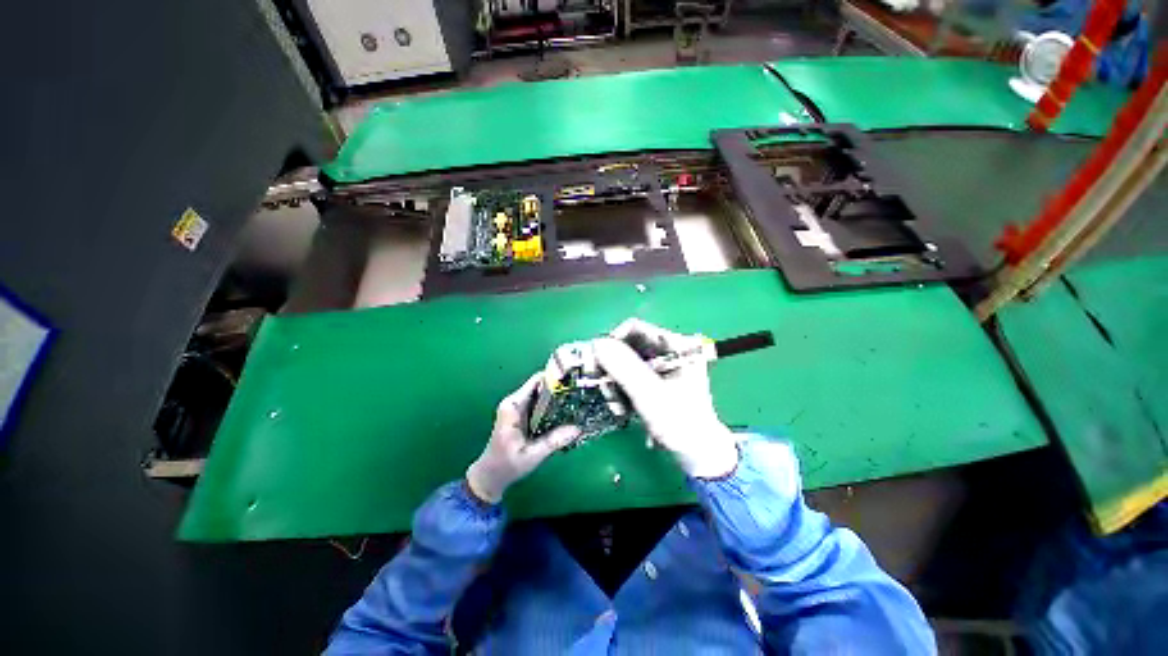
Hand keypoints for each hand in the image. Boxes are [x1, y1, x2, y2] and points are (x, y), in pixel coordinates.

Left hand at [466, 373, 581, 503]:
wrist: (490, 476)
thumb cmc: (507, 465)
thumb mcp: (532, 455)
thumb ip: (553, 441)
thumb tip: (577, 428)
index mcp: (513, 406)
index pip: (536, 381)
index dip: (555, 378)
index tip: (573, 381)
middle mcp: (515, 402)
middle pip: (541, 385)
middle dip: (560, 388)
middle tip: (580, 393)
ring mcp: (519, 407)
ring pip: (542, 394)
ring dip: (558, 397)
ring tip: (578, 400)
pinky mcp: (523, 414)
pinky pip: (541, 403)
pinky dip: (553, 406)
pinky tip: (567, 412)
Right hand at [592, 319, 738, 478]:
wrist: (698, 455)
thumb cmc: (681, 423)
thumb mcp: (650, 394)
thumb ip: (624, 367)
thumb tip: (597, 343)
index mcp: (676, 345)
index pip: (636, 328)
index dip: (612, 341)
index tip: (597, 362)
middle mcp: (668, 351)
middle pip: (627, 346)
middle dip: (612, 368)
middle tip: (603, 387)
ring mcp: (661, 367)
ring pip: (625, 363)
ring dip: (614, 383)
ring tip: (617, 407)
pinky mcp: (654, 381)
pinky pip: (629, 377)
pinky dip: (621, 391)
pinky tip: (622, 410)